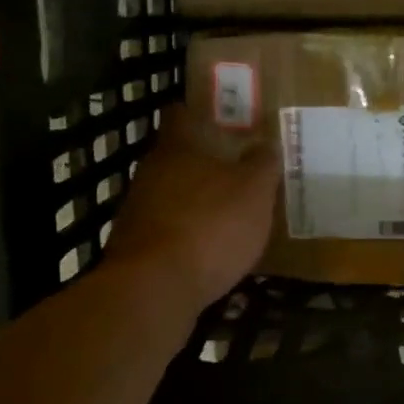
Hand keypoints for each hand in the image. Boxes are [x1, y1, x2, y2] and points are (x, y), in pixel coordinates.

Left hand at [105, 108, 279, 312]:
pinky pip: (168, 229)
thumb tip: (266, 144)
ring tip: (231, 213)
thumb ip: (262, 165)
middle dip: (205, 162)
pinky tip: (211, 249)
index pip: (181, 114)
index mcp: (177, 148)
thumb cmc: (210, 226)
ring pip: (172, 194)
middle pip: (178, 156)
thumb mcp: (254, 191)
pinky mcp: (137, 247)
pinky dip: (188, 234)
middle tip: (241, 169)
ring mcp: (138, 210)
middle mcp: (151, 172)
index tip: (227, 120)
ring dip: (196, 200)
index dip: (203, 113)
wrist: (155, 289)